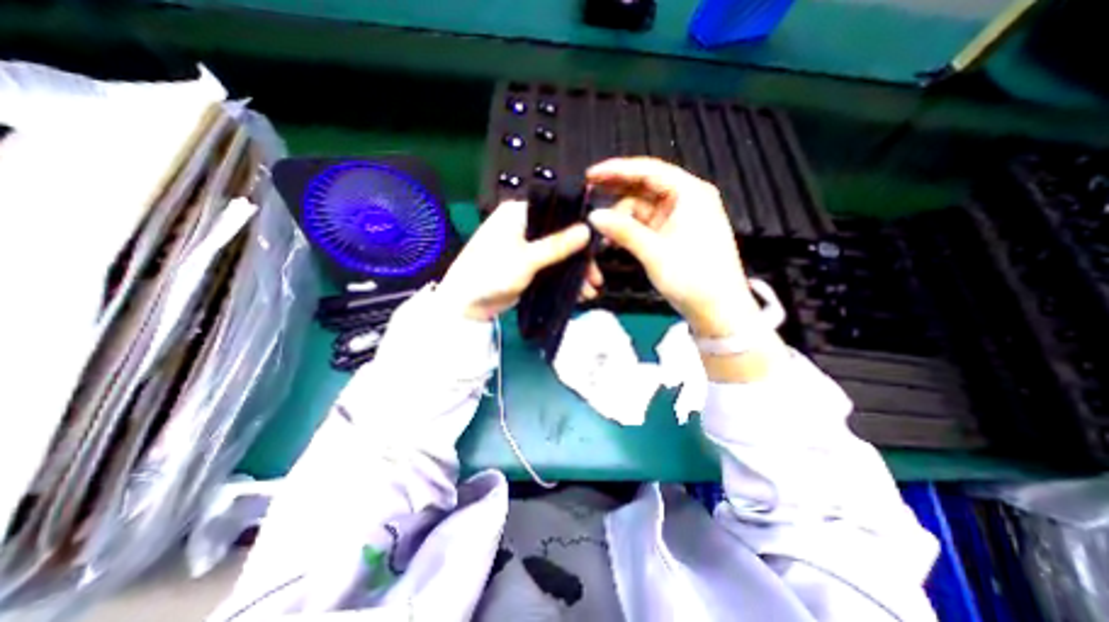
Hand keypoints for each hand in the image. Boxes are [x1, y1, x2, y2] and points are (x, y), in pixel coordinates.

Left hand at [438, 201, 603, 319]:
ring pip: (559, 253)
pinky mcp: (527, 264)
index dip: (580, 226)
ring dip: (575, 272)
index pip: (557, 210)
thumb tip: (588, 230)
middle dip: (581, 259)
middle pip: (562, 235)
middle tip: (596, 278)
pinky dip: (564, 279)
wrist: (466, 303)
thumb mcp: (526, 260)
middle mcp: (523, 225)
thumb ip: (557, 245)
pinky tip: (578, 293)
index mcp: (518, 213)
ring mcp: (526, 246)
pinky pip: (552, 267)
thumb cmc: (491, 274)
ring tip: (590, 292)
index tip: (600, 245)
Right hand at [588, 157, 764, 336]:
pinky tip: (614, 239)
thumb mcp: (654, 252)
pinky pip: (645, 223)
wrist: (717, 310)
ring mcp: (679, 217)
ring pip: (642, 207)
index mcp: (690, 194)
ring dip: (620, 217)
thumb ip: (623, 231)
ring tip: (601, 231)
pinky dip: (629, 229)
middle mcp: (686, 199)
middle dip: (616, 191)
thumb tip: (594, 216)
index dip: (617, 170)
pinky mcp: (673, 233)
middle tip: (589, 193)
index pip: (649, 171)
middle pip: (644, 186)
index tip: (591, 175)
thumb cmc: (694, 278)